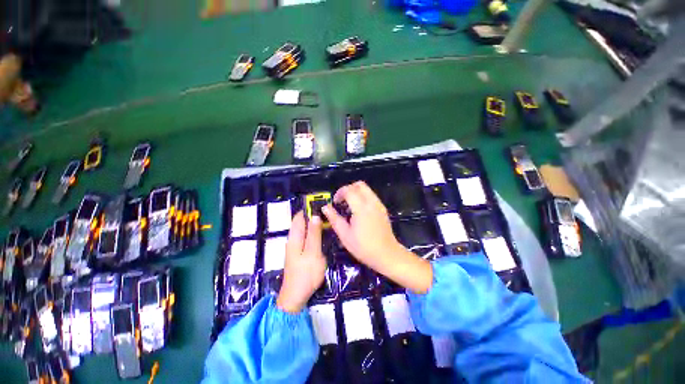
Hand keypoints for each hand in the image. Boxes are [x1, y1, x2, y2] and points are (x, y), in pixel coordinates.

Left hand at [276, 212, 326, 312]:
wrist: (296, 296)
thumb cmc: (306, 273)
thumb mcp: (313, 252)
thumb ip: (314, 234)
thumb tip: (315, 216)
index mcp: (294, 237)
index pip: (299, 216)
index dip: (308, 209)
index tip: (321, 205)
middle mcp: (293, 239)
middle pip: (301, 222)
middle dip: (312, 216)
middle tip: (328, 213)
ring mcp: (295, 247)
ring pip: (303, 230)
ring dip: (313, 224)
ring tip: (327, 221)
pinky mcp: (299, 253)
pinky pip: (305, 237)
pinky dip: (313, 232)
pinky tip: (322, 234)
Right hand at [322, 181, 432, 293]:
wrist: (387, 255)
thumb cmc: (364, 247)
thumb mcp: (345, 235)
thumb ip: (334, 219)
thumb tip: (325, 207)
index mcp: (361, 208)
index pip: (349, 190)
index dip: (339, 193)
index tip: (335, 202)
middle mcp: (372, 202)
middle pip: (359, 185)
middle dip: (348, 189)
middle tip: (342, 201)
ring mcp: (379, 205)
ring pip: (366, 189)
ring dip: (356, 192)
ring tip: (349, 206)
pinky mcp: (383, 209)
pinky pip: (371, 196)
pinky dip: (363, 197)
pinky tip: (359, 211)